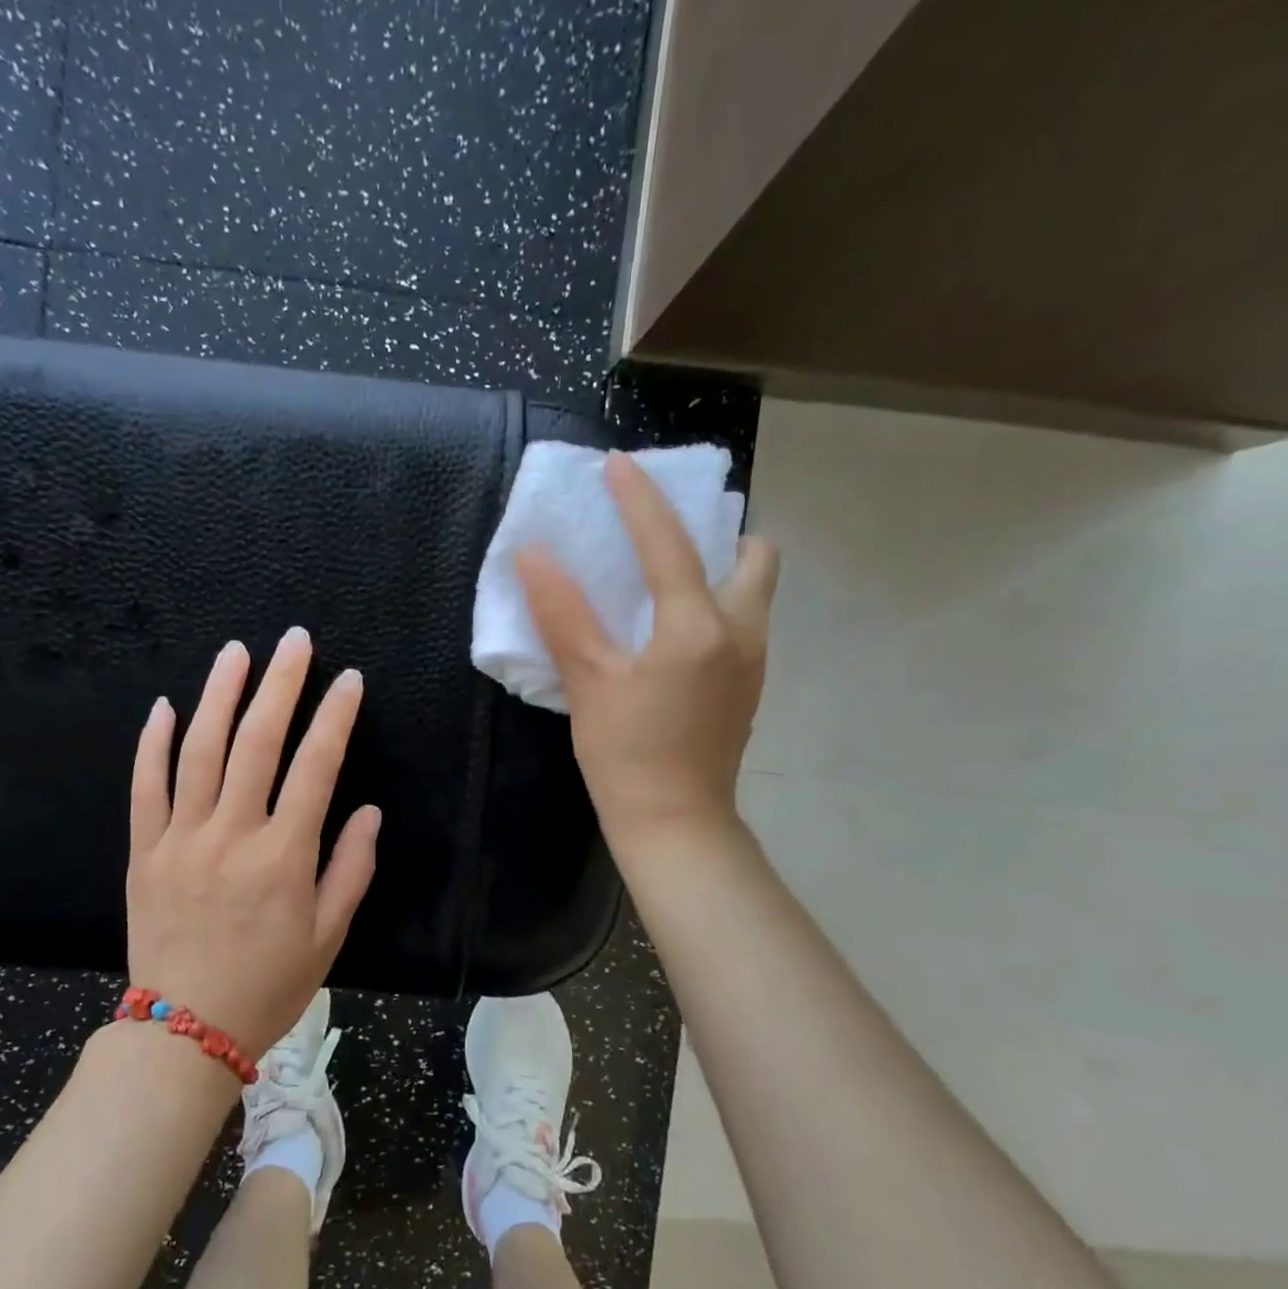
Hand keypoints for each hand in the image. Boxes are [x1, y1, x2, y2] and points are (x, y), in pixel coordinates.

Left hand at [126, 628, 380, 1059]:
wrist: (183, 1030)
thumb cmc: (268, 984)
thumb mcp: (328, 936)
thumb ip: (351, 869)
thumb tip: (367, 811)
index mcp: (284, 855)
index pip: (316, 766)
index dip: (335, 717)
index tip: (348, 680)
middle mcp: (232, 834)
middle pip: (257, 742)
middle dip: (280, 684)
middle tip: (294, 640)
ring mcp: (182, 838)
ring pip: (199, 751)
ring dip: (219, 695)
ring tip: (236, 652)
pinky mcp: (144, 851)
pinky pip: (145, 788)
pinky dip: (153, 743)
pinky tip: (165, 706)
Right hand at [516, 452, 779, 845]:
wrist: (675, 823)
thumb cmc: (626, 754)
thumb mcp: (588, 681)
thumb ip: (562, 614)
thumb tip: (533, 554)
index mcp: (697, 627)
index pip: (669, 544)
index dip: (639, 499)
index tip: (617, 465)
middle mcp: (741, 633)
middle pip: (754, 556)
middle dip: (718, 533)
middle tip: (666, 540)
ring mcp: (754, 663)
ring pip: (753, 592)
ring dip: (719, 570)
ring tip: (666, 582)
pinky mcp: (749, 689)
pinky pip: (742, 623)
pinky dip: (715, 606)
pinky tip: (672, 634)